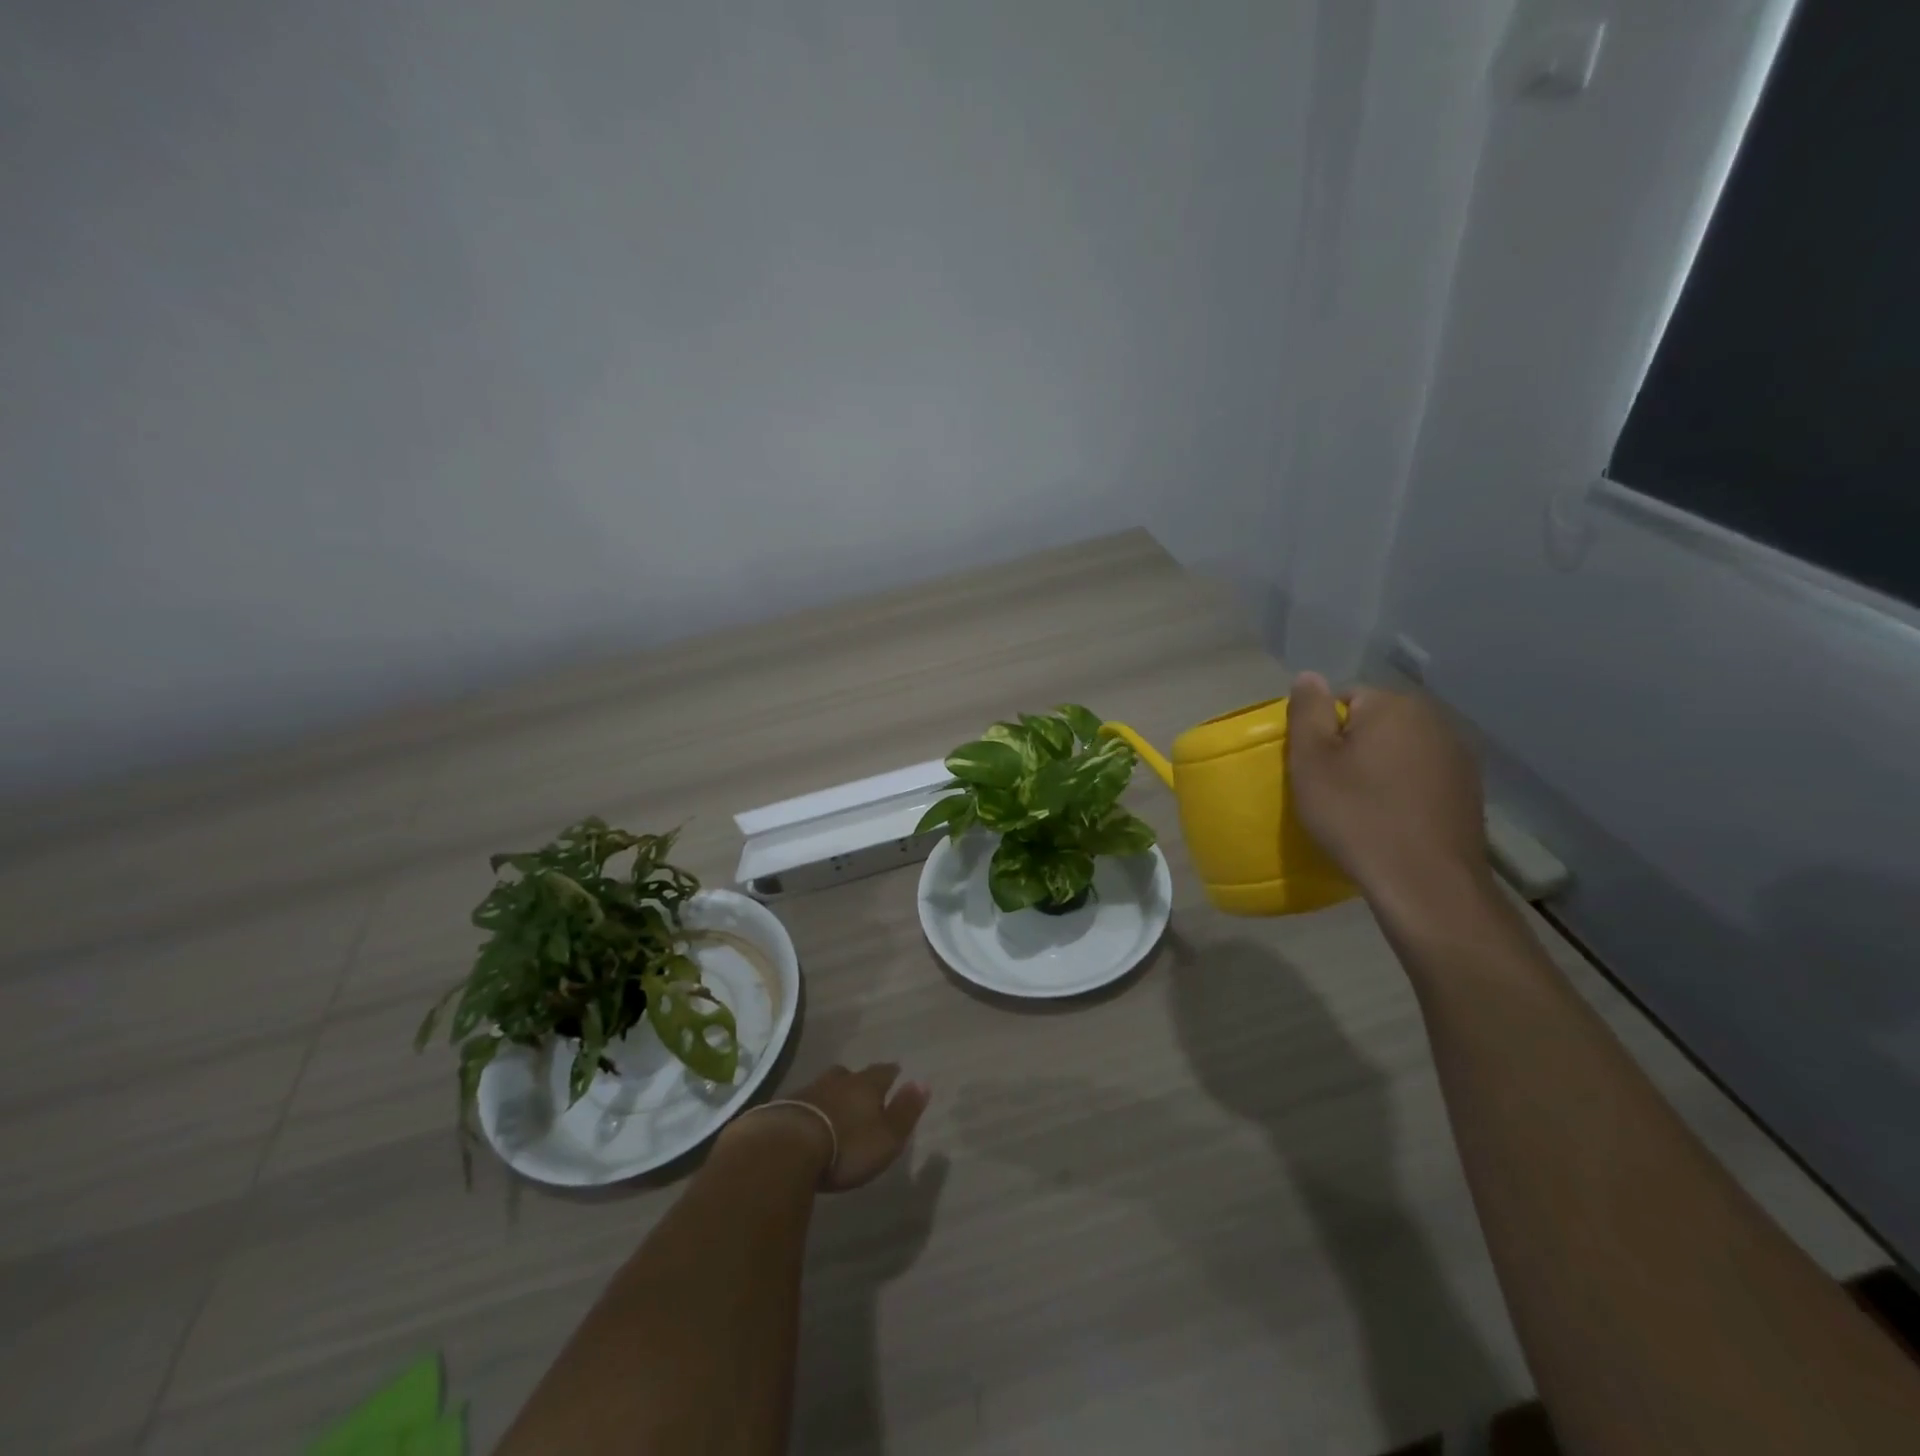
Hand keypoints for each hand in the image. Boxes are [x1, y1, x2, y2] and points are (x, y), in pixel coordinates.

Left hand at [762, 1063, 931, 1192]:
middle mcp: (837, 1082)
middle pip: (849, 1075)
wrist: (786, 1148)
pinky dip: (807, 1109)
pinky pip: (800, 1103)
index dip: (890, 1073)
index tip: (895, 1071)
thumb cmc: (846, 1146)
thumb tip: (924, 1083)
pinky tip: (805, 1121)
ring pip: (823, 1087)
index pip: (883, 1073)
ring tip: (832, 1106)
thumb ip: (905, 1111)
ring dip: (829, 1094)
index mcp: (865, 1086)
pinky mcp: (782, 1109)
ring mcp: (807, 1092)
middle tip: (860, 1088)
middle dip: (855, 1081)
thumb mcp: (886, 1137)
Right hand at [1287, 673, 1491, 918]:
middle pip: (1375, 722)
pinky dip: (1403, 789)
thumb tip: (1309, 677)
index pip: (1344, 698)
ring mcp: (1458, 756)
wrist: (1424, 882)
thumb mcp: (1311, 761)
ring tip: (1362, 806)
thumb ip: (1307, 712)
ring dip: (1379, 768)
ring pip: (1399, 750)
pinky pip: (1421, 776)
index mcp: (1394, 706)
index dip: (1322, 731)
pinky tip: (1392, 819)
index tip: (1314, 767)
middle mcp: (1434, 720)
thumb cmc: (1356, 815)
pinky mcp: (1469, 790)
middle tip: (1331, 787)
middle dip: (1352, 747)